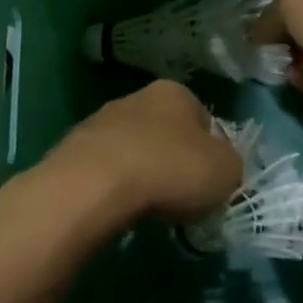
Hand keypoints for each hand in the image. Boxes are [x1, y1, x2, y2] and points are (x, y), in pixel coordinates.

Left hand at [31, 79, 242, 228]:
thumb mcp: (226, 171)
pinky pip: (106, 171)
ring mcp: (98, 122)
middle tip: (181, 197)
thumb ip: (230, 165)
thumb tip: (219, 168)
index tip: (211, 182)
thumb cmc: (170, 170)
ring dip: (143, 175)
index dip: (212, 152)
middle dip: (174, 162)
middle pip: (166, 134)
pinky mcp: (72, 151)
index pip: (204, 119)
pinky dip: (115, 189)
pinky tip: (119, 209)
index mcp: (175, 93)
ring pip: (133, 151)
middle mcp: (135, 98)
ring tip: (149, 207)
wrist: (94, 186)